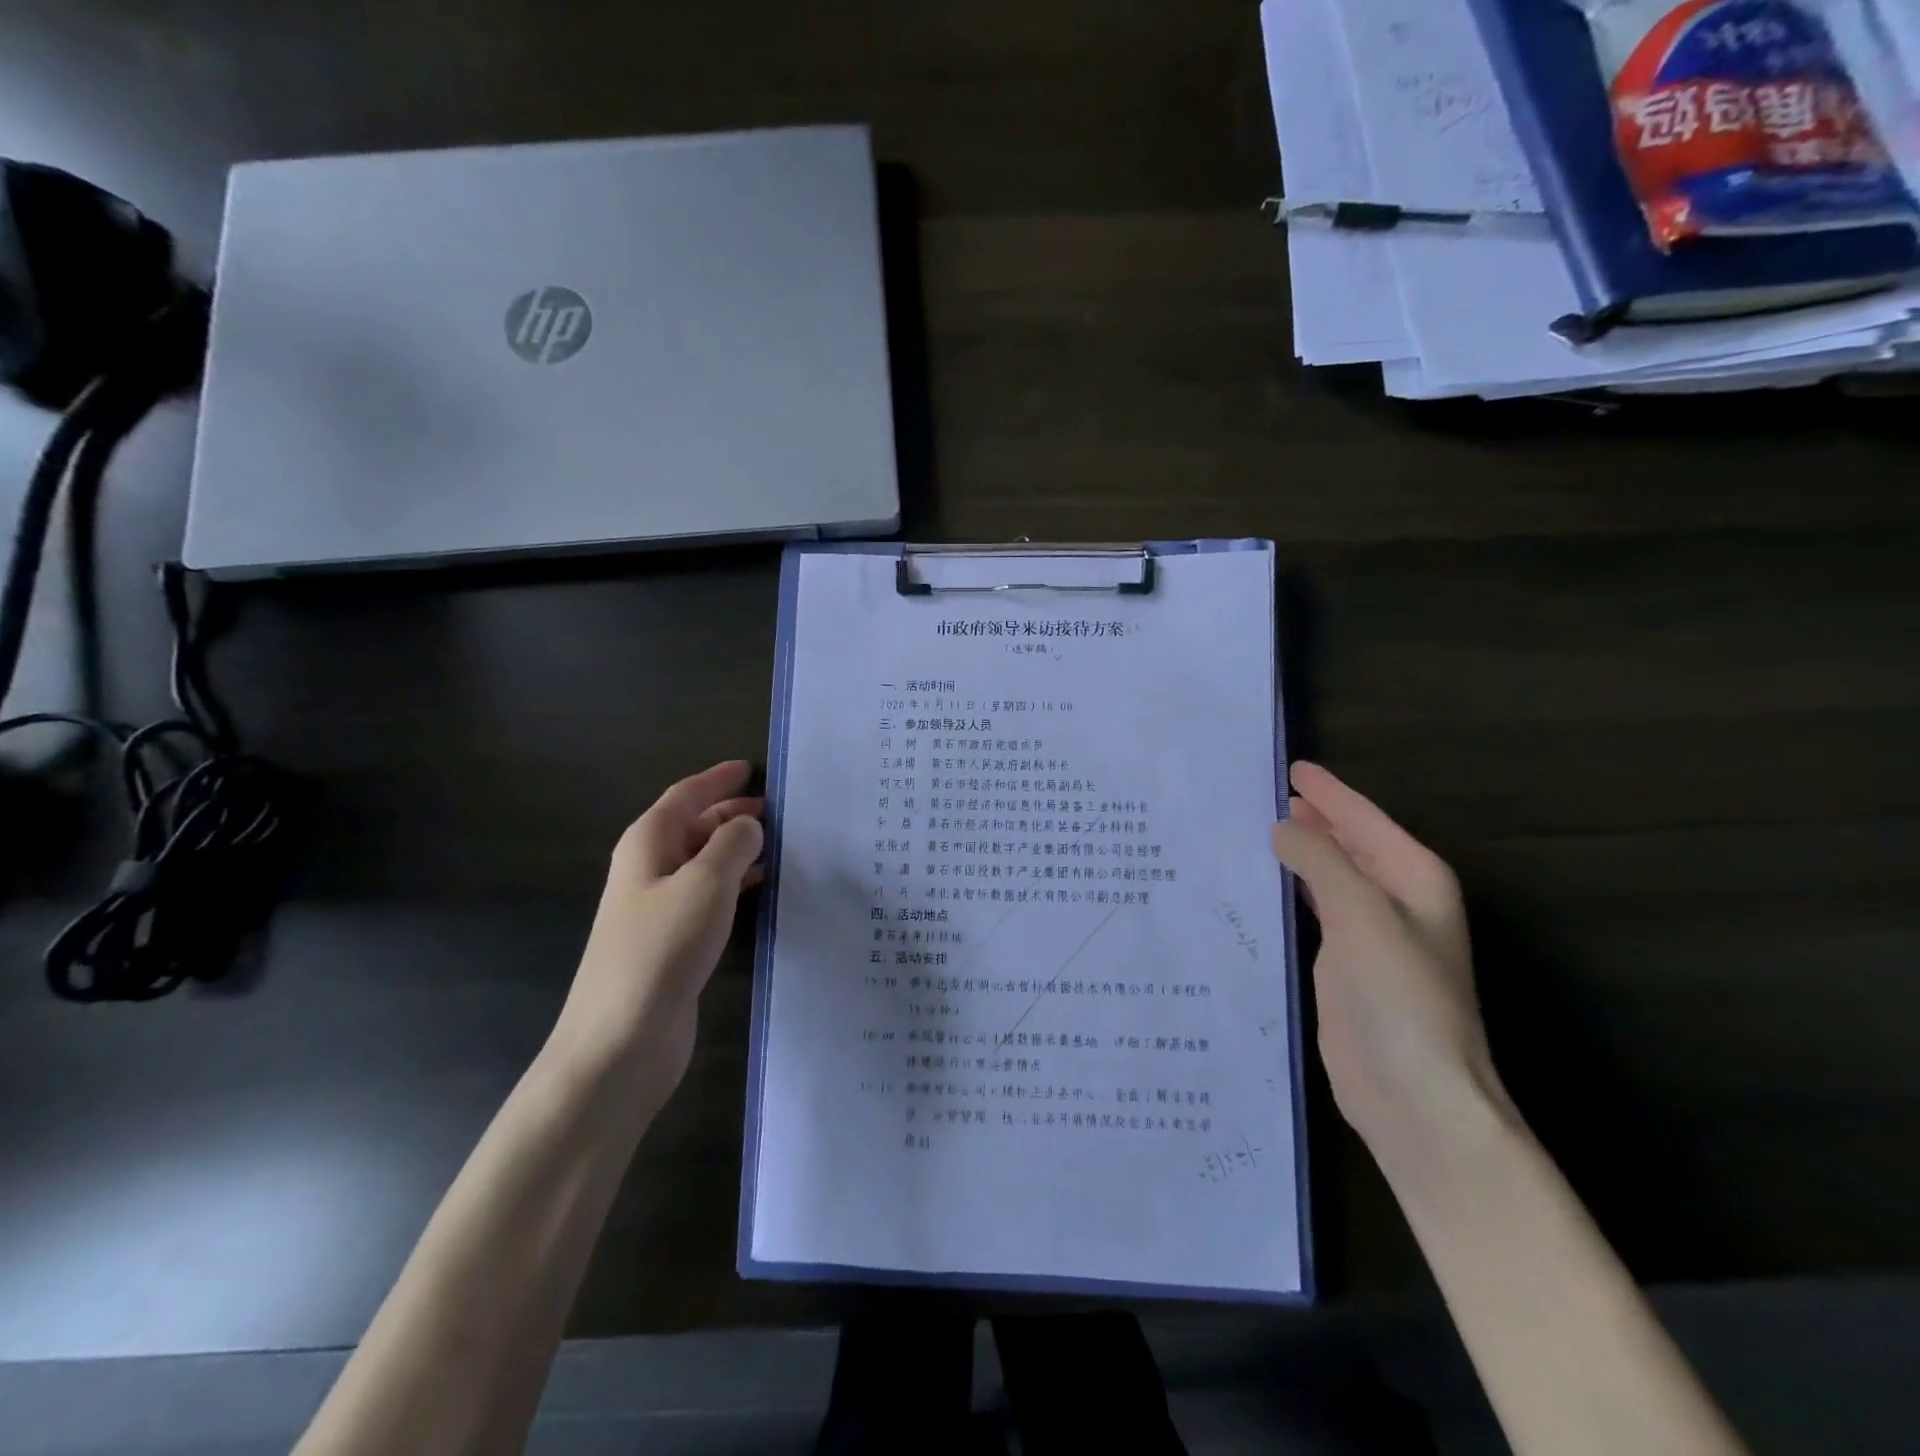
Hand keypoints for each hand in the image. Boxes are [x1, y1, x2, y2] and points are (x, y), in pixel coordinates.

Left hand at [550, 761, 764, 1106]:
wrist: (622, 1039)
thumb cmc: (662, 947)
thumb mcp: (706, 883)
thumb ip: (733, 844)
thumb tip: (748, 824)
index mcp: (648, 844)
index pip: (684, 796)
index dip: (716, 779)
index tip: (749, 768)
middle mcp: (649, 870)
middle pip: (692, 828)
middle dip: (731, 814)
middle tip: (777, 811)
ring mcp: (658, 909)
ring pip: (703, 863)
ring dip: (736, 850)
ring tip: (780, 845)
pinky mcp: (672, 943)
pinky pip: (708, 897)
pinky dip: (735, 884)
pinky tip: (763, 891)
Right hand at [1271, 762, 1511, 1177]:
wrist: (1412, 1094)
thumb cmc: (1398, 995)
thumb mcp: (1360, 912)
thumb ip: (1320, 860)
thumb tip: (1283, 827)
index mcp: (1413, 878)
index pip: (1363, 818)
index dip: (1327, 792)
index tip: (1290, 767)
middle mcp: (1394, 899)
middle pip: (1348, 843)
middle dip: (1312, 818)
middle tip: (1260, 793)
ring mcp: (1368, 934)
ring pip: (1329, 876)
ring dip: (1299, 853)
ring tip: (1254, 828)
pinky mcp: (1342, 965)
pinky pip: (1313, 910)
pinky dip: (1291, 890)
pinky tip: (1263, 883)